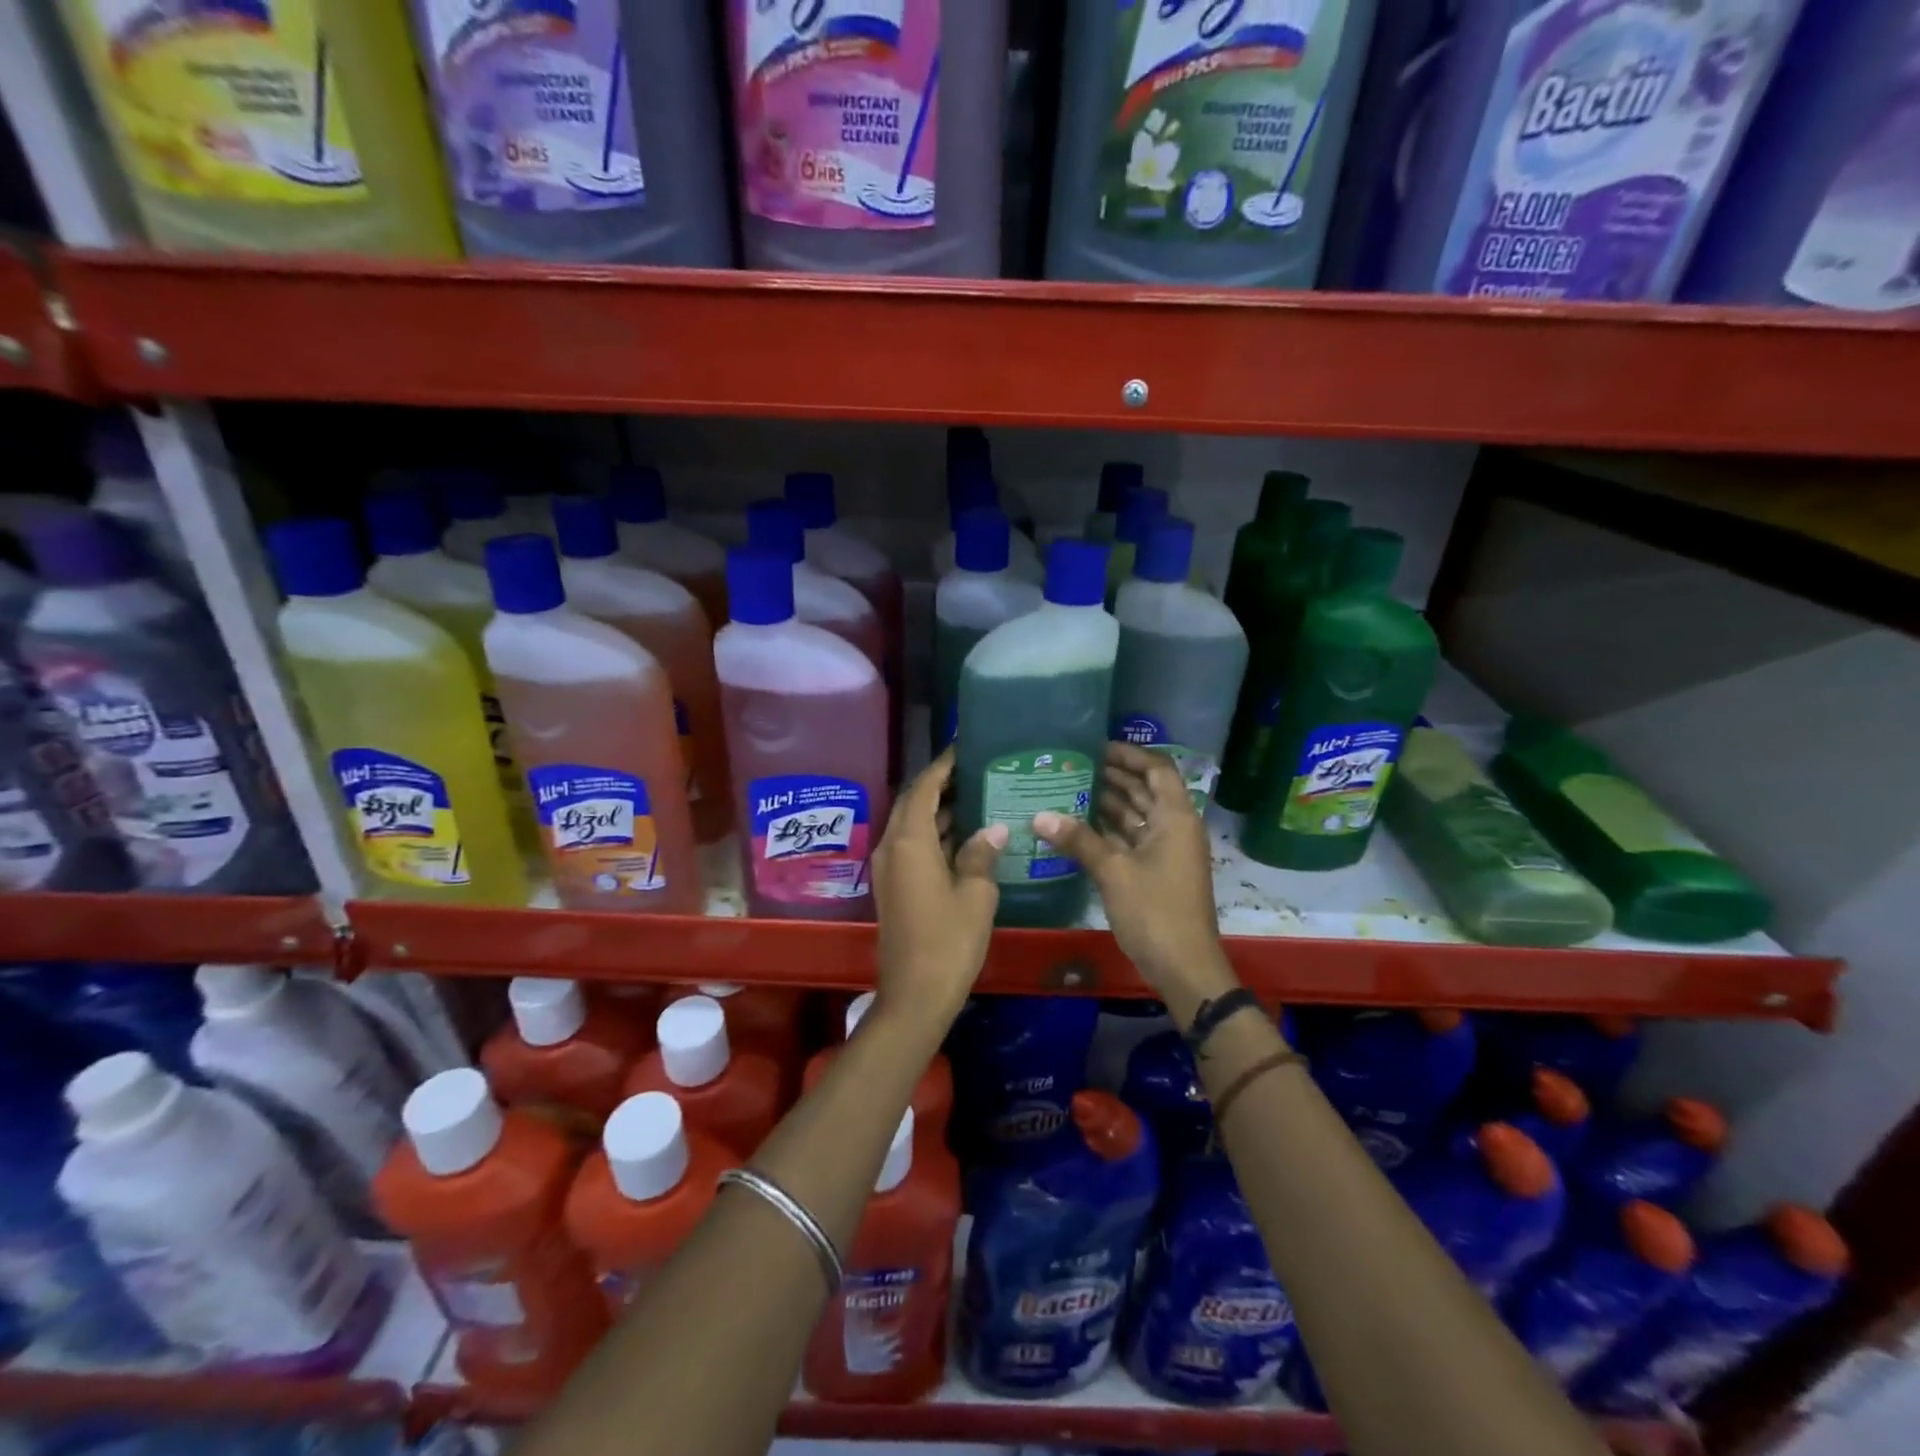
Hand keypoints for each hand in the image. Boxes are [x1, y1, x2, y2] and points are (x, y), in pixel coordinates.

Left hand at [870, 747, 1006, 1030]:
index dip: (943, 765)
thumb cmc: (949, 940)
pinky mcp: (894, 886)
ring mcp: (889, 868)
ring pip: (912, 825)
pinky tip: (966, 836)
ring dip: (939, 810)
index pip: (925, 788)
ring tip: (977, 795)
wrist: (915, 994)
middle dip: (941, 784)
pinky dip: (935, 833)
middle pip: (914, 802)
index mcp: (909, 841)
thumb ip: (982, 854)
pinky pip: (912, 846)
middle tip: (976, 770)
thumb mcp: (976, 894)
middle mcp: (891, 846)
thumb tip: (994, 828)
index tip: (964, 747)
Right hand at [1033, 743, 1232, 1007]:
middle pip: (1145, 790)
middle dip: (1113, 777)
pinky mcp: (1156, 872)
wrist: (1184, 966)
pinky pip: (1132, 839)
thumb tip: (1040, 815)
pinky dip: (1109, 831)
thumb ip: (1078, 840)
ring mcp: (1166, 851)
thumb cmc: (1155, 911)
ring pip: (1137, 816)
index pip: (1157, 769)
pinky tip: (1078, 827)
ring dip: (1109, 803)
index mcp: (1175, 817)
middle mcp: (1174, 827)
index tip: (1096, 747)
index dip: (1130, 755)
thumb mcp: (1113, 872)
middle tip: (1073, 766)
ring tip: (1069, 789)